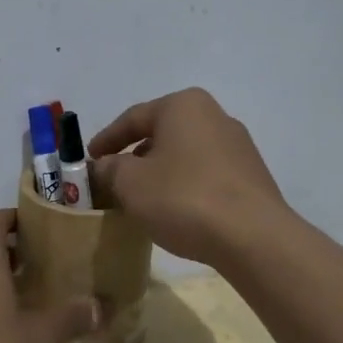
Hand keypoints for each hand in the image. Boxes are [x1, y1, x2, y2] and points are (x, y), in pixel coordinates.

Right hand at [89, 87, 287, 265]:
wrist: (253, 237)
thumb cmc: (183, 198)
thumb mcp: (130, 183)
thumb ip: (110, 169)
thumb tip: (104, 165)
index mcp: (183, 106)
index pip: (133, 117)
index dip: (106, 138)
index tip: (89, 158)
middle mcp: (214, 115)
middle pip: (162, 133)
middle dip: (135, 154)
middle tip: (114, 177)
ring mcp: (238, 146)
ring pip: (185, 154)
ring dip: (161, 171)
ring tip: (142, 196)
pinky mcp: (251, 176)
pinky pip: (206, 173)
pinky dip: (184, 184)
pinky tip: (175, 209)